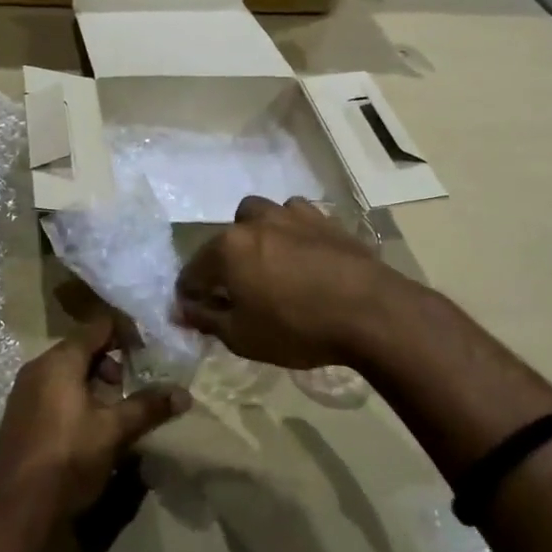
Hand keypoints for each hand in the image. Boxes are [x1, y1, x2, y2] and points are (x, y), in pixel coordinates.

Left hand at [0, 316, 190, 518]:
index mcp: (59, 360)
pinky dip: (76, 400)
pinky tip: (91, 429)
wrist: (17, 511)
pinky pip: (54, 393)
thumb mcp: (114, 431)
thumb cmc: (68, 458)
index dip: (127, 333)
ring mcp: (24, 393)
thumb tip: (183, 394)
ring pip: (68, 374)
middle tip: (134, 388)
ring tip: (117, 413)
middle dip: (113, 364)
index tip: (151, 351)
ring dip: (96, 385)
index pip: (99, 327)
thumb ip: (148, 407)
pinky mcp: (20, 417)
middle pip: (83, 349)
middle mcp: (38, 368)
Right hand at [175, 196, 408, 370]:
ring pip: (259, 216)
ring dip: (255, 236)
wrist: (371, 311)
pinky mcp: (323, 218)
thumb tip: (181, 309)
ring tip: (269, 264)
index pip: (192, 271)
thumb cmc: (297, 328)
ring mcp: (290, 215)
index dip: (190, 295)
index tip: (196, 314)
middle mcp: (254, 222)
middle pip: (224, 239)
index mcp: (227, 248)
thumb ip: (206, 319)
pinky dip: (290, 231)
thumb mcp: (241, 336)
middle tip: (236, 292)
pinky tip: (302, 254)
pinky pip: (295, 217)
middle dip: (222, 263)